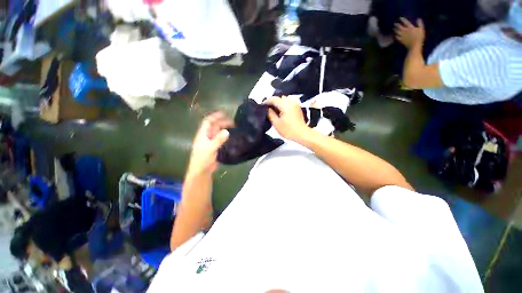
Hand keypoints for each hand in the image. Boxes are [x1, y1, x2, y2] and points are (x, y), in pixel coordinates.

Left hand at [187, 112, 231, 176]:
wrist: (201, 170)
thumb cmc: (203, 159)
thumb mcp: (210, 148)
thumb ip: (218, 140)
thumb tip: (227, 131)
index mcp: (203, 134)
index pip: (208, 121)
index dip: (215, 116)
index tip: (225, 113)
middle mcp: (206, 136)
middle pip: (214, 125)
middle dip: (223, 122)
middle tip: (234, 123)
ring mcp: (211, 141)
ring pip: (218, 131)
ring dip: (225, 128)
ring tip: (234, 128)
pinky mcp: (215, 146)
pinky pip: (220, 138)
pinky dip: (225, 135)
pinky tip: (231, 136)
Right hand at [264, 97, 309, 141]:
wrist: (302, 134)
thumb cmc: (288, 130)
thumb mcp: (276, 123)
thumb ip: (270, 114)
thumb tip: (268, 109)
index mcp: (285, 105)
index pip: (274, 99)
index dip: (266, 101)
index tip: (262, 106)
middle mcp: (291, 101)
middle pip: (279, 98)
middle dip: (273, 102)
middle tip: (267, 109)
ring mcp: (295, 103)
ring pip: (284, 99)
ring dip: (278, 103)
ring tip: (274, 110)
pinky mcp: (297, 107)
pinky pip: (288, 102)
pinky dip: (283, 105)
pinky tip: (280, 111)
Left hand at [394, 18, 424, 48]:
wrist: (414, 46)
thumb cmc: (419, 37)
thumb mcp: (421, 29)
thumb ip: (420, 24)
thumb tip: (418, 19)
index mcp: (410, 28)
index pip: (406, 22)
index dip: (403, 20)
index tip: (400, 18)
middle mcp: (405, 31)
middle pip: (400, 27)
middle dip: (397, 25)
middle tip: (395, 23)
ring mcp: (402, 36)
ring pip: (397, 32)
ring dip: (395, 30)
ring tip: (393, 28)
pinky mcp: (401, 40)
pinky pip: (397, 37)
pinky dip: (395, 36)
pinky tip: (394, 35)